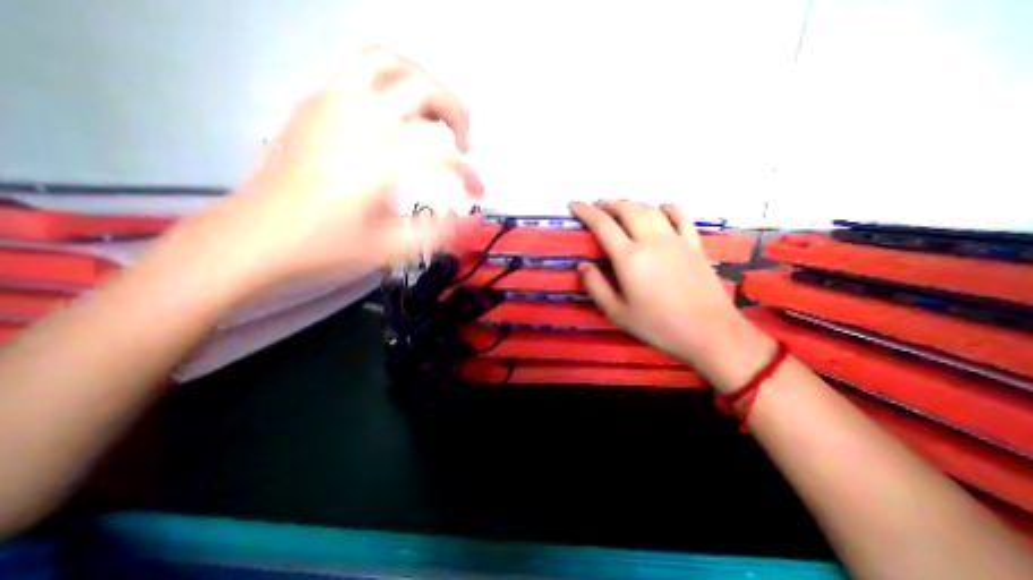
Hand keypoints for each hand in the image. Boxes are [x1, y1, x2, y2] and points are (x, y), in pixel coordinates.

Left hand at [173, 45, 483, 294]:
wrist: (254, 239)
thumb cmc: (325, 248)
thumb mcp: (390, 250)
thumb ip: (439, 232)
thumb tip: (473, 220)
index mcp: (380, 160)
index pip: (445, 157)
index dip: (470, 175)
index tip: (477, 192)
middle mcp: (359, 119)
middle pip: (424, 87)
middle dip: (456, 114)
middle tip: (460, 146)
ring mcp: (331, 103)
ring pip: (389, 60)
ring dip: (423, 84)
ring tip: (434, 119)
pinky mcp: (314, 103)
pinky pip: (359, 69)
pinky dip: (390, 81)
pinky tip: (395, 116)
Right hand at [573, 201, 750, 366]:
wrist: (709, 331)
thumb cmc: (658, 325)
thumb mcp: (617, 313)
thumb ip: (596, 287)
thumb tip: (583, 266)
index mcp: (629, 257)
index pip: (602, 224)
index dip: (585, 211)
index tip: (574, 205)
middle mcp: (651, 240)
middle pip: (627, 209)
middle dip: (608, 205)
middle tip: (597, 208)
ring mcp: (675, 239)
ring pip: (650, 209)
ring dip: (632, 204)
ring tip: (621, 209)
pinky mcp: (694, 243)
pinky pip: (679, 215)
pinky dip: (666, 208)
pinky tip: (660, 210)